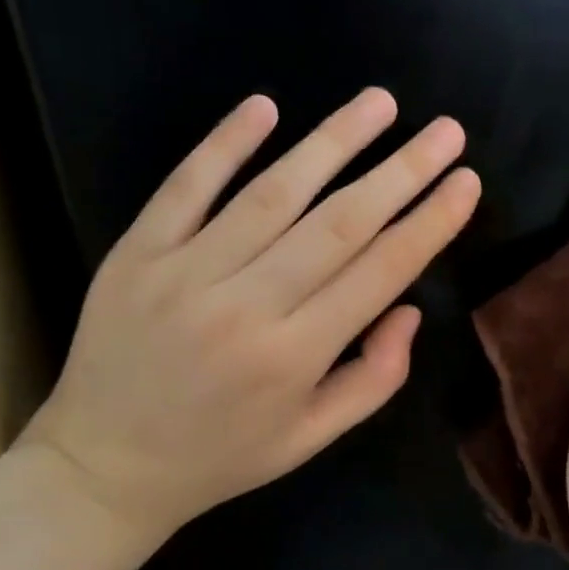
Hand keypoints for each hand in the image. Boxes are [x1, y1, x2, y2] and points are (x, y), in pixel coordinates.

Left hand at [22, 88, 480, 545]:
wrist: (103, 467)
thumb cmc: (223, 456)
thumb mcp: (312, 438)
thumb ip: (374, 379)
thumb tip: (408, 308)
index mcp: (295, 356)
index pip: (380, 272)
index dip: (429, 223)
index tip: (465, 182)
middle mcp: (247, 306)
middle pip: (340, 223)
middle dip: (402, 171)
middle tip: (447, 131)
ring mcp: (185, 272)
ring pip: (274, 193)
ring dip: (333, 141)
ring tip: (380, 102)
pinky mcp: (138, 253)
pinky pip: (186, 187)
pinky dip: (225, 143)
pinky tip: (265, 106)